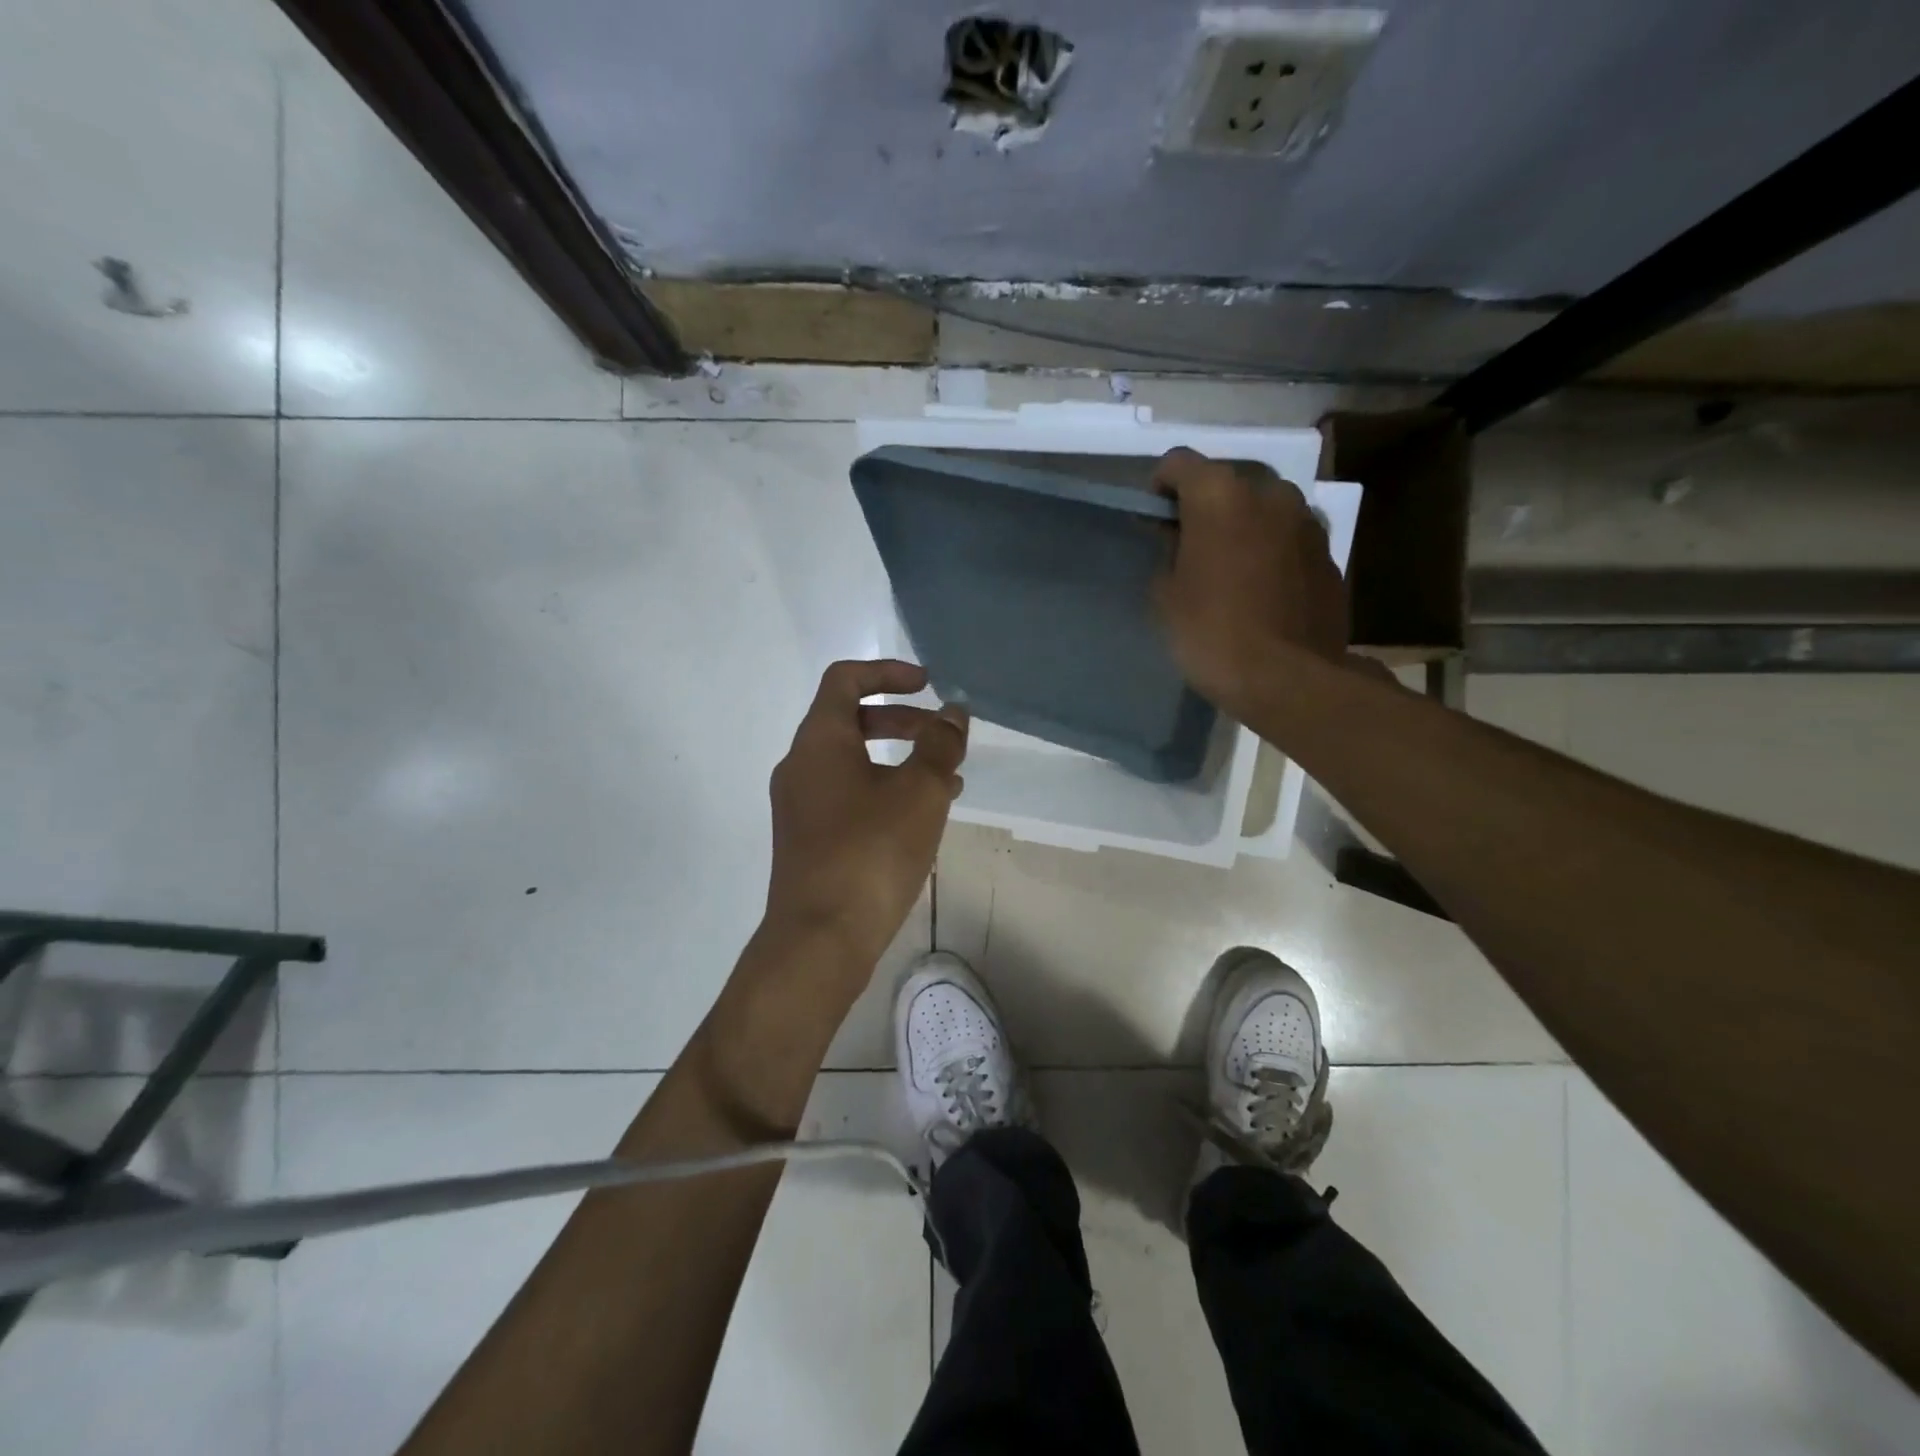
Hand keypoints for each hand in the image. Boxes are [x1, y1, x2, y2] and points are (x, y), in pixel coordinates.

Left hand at [763, 660, 967, 975]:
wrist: (820, 938)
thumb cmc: (871, 851)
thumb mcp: (920, 791)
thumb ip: (940, 744)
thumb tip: (953, 713)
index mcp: (819, 740)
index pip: (845, 679)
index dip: (888, 672)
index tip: (929, 685)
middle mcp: (800, 765)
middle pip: (851, 721)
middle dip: (903, 721)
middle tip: (943, 737)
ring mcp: (800, 805)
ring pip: (853, 763)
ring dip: (899, 761)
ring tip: (948, 784)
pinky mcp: (807, 839)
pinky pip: (848, 796)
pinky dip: (884, 792)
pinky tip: (921, 820)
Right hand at [1151, 448, 1350, 719]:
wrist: (1288, 678)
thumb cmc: (1211, 633)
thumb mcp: (1166, 595)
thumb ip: (1167, 551)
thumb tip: (1175, 536)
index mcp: (1220, 495)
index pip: (1179, 462)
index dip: (1160, 486)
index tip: (1153, 518)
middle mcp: (1269, 493)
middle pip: (1226, 482)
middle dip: (1205, 505)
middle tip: (1190, 545)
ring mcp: (1306, 521)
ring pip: (1263, 507)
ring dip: (1242, 525)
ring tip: (1229, 567)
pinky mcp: (1329, 552)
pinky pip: (1288, 537)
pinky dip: (1270, 549)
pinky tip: (1261, 587)